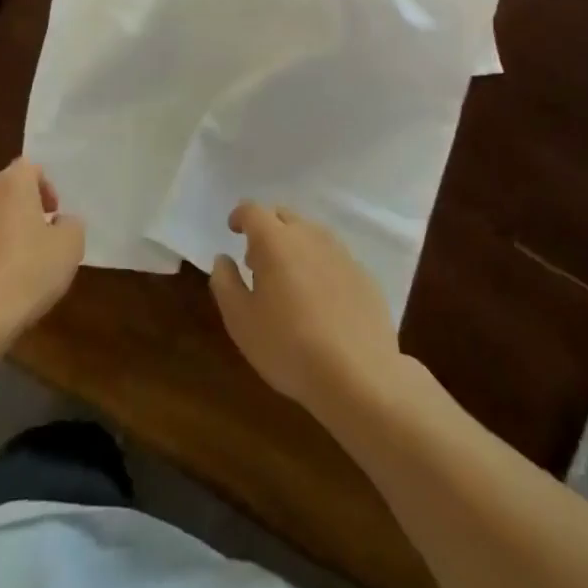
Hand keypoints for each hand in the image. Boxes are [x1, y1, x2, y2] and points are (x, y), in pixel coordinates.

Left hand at [0, 159, 85, 348]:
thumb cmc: (25, 275)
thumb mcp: (69, 249)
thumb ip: (71, 225)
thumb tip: (61, 222)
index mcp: (10, 185)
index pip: (30, 167)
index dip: (45, 187)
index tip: (53, 214)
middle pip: (0, 185)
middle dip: (17, 203)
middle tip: (33, 232)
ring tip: (8, 260)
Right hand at [211, 203, 400, 413]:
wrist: (358, 376)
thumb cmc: (288, 346)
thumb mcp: (240, 320)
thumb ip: (225, 282)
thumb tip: (223, 259)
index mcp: (275, 241)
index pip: (253, 210)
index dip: (240, 216)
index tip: (233, 230)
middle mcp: (310, 236)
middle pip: (284, 216)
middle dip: (267, 230)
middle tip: (258, 261)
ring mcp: (342, 254)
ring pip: (312, 235)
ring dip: (295, 247)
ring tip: (289, 281)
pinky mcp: (364, 276)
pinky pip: (335, 258)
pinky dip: (320, 267)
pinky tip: (321, 300)